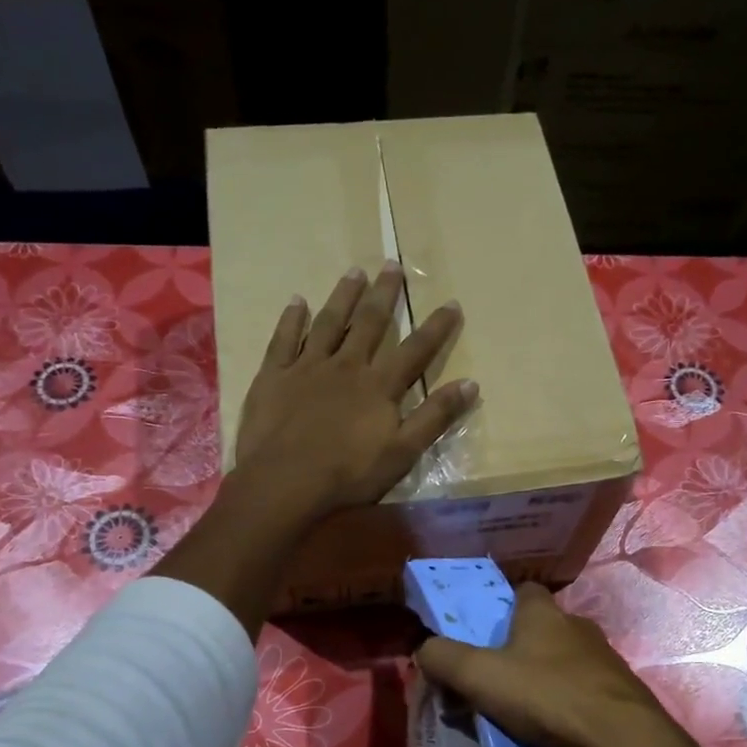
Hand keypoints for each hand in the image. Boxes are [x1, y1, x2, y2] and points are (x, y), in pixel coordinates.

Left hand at [234, 262, 476, 521]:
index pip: (415, 350)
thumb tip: (471, 384)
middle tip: (392, 265)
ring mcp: (307, 366)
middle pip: (369, 323)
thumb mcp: (403, 452)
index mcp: (379, 386)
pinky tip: (296, 301)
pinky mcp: (274, 375)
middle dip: (384, 294)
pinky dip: (291, 318)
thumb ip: (435, 417)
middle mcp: (346, 365)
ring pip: (328, 322)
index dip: (436, 327)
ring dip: (343, 296)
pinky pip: (284, 339)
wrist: (285, 481)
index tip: (451, 303)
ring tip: (355, 271)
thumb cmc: (348, 474)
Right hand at [415, 583, 703, 746]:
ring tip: (520, 711)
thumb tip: (423, 648)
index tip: (482, 633)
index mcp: (543, 613)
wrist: (621, 740)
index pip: (522, 591)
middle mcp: (576, 625)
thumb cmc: (546, 696)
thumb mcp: (479, 676)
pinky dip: (565, 702)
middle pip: (540, 628)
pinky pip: (582, 689)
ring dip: (542, 678)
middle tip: (493, 679)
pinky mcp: (619, 690)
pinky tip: (553, 728)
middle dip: (517, 649)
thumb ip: (443, 658)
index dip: (500, 606)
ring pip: (562, 660)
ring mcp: (603, 658)